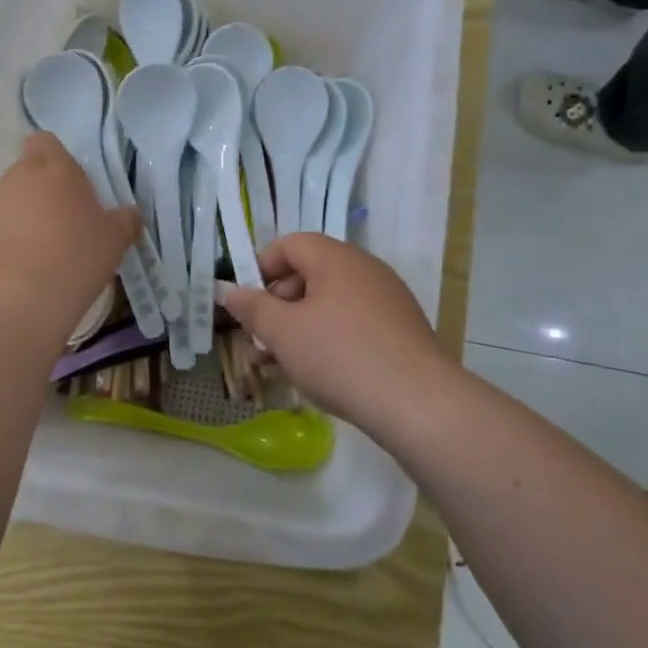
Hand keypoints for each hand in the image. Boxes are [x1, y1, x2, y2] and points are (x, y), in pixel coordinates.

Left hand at [0, 133, 138, 326]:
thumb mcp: (115, 240)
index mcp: (54, 167)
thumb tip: (129, 213)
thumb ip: (124, 220)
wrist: (16, 300)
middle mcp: (17, 177)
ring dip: (27, 219)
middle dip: (45, 193)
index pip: (46, 142)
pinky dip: (10, 243)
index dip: (57, 159)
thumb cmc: (75, 257)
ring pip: (12, 203)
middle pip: (29, 174)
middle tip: (69, 225)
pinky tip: (26, 271)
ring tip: (48, 254)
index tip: (74, 185)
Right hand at [216, 234, 455, 438]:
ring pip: (329, 304)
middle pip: (309, 274)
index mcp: (335, 259)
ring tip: (278, 366)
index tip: (247, 304)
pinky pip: (353, 324)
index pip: (290, 245)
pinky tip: (316, 374)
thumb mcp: (283, 332)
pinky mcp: (400, 330)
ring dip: (298, 328)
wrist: (417, 402)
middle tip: (260, 341)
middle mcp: (364, 269)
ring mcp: (387, 300)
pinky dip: (328, 340)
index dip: (261, 268)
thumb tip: (230, 290)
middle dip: (277, 306)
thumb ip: (252, 307)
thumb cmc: (340, 356)